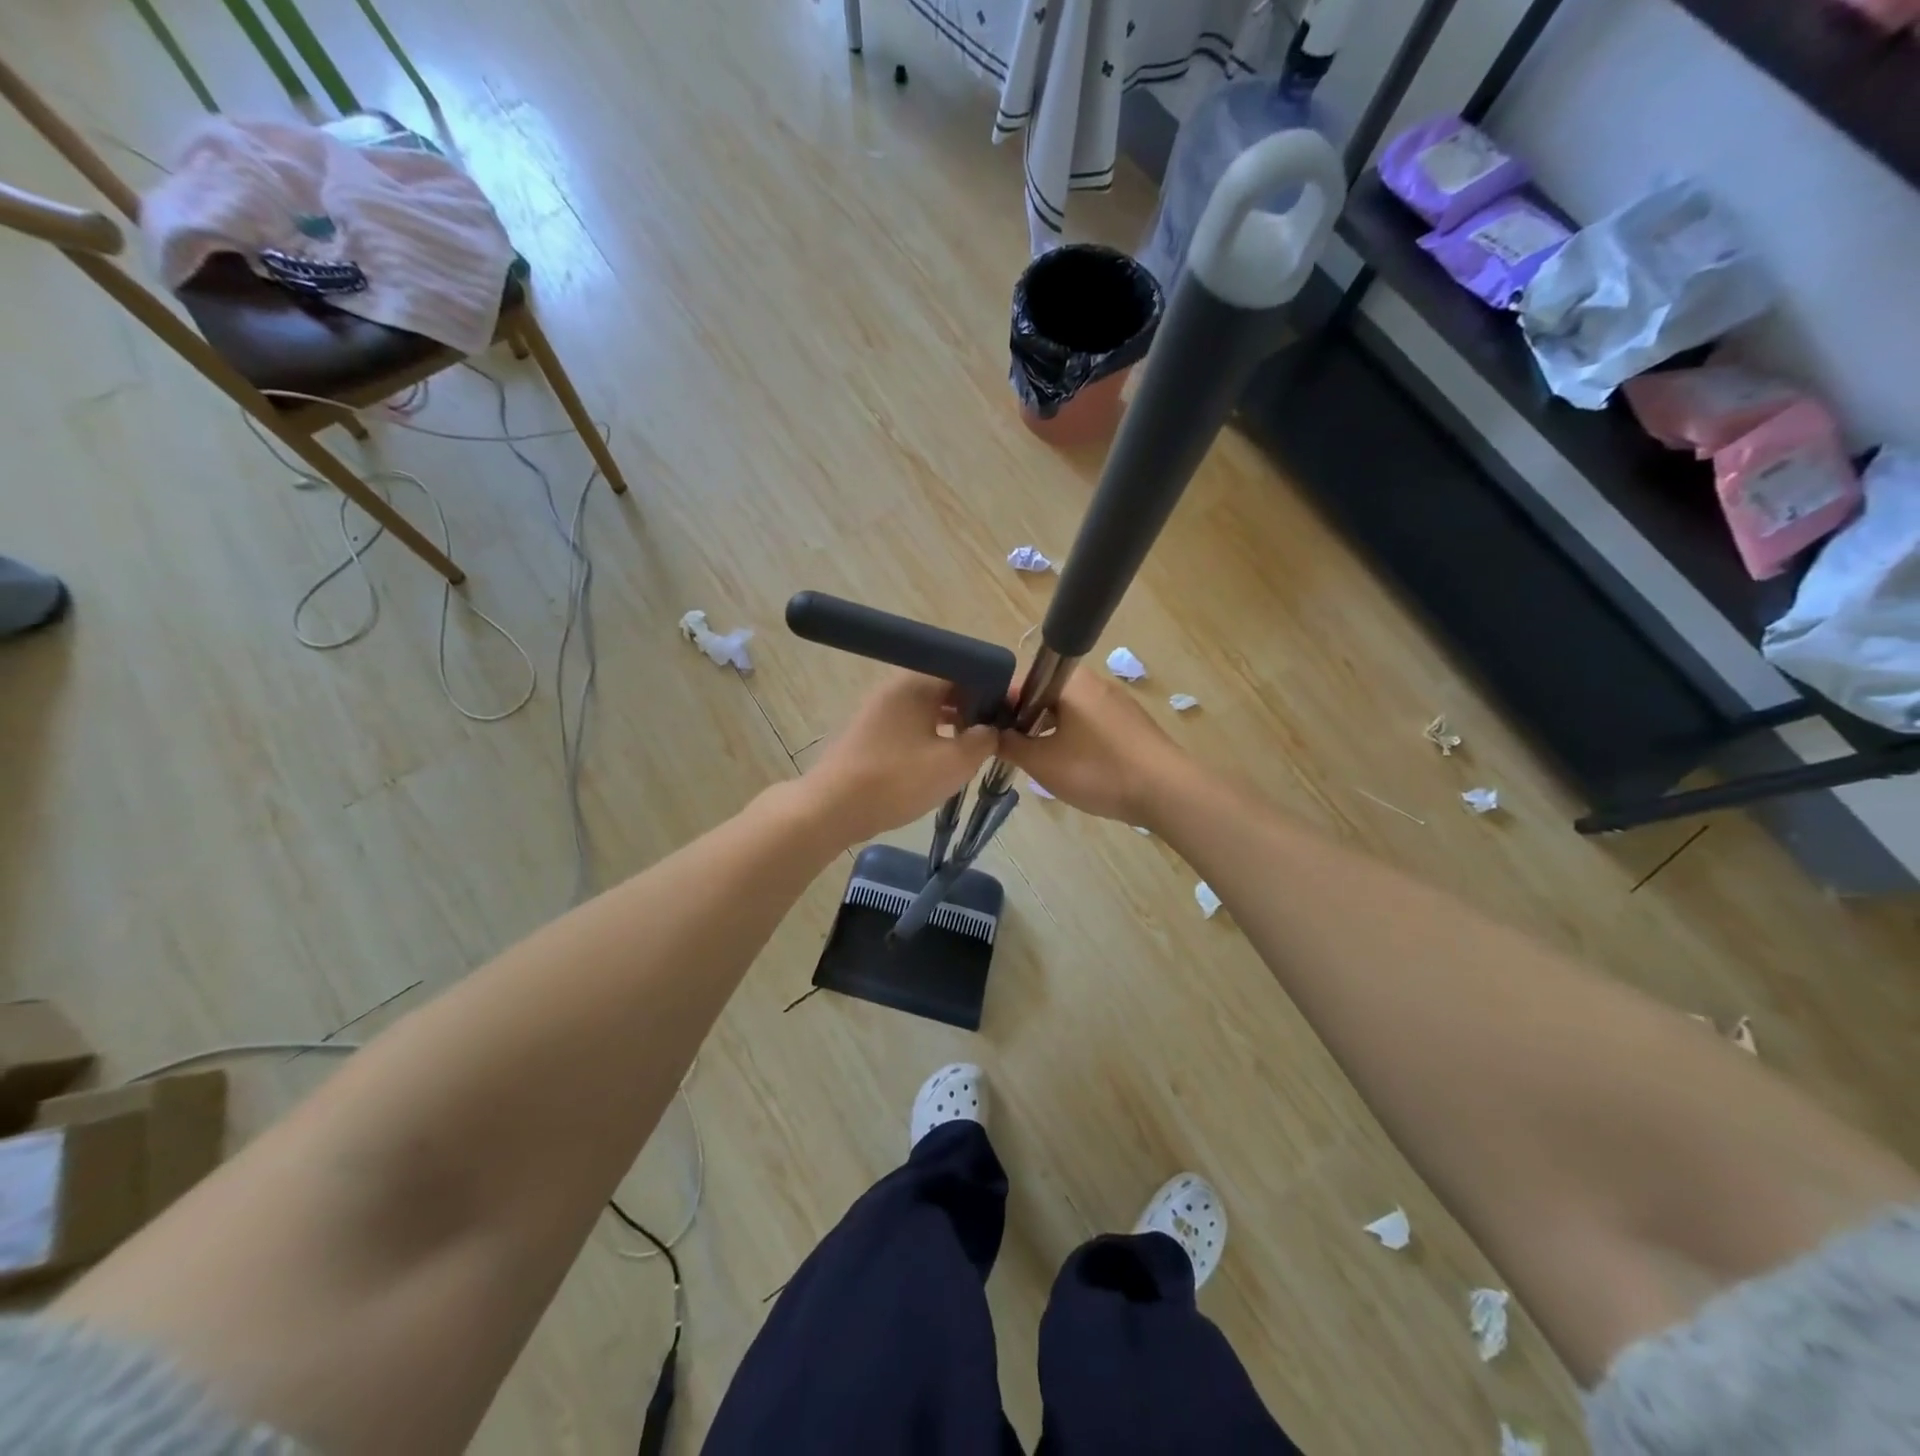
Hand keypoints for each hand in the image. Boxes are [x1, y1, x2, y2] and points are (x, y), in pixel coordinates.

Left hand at [803, 671, 998, 845]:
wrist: (833, 808)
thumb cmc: (898, 780)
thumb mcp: (954, 763)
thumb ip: (982, 740)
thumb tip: (991, 729)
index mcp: (918, 683)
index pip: (966, 671)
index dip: (993, 690)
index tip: (1011, 713)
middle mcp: (896, 687)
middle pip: (946, 688)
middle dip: (974, 709)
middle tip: (995, 736)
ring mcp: (880, 710)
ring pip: (929, 709)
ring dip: (953, 725)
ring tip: (973, 751)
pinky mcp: (870, 733)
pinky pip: (911, 726)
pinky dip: (932, 737)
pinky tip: (942, 761)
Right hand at [997, 670, 1185, 825]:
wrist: (1166, 791)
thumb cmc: (1099, 770)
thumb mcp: (1042, 762)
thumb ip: (1010, 745)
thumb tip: (991, 734)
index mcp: (1068, 680)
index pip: (1019, 681)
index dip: (998, 705)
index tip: (987, 731)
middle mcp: (1093, 680)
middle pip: (1044, 694)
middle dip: (1024, 720)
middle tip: (1011, 749)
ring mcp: (1115, 700)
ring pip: (1067, 709)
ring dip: (1048, 730)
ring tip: (1038, 760)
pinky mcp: (1130, 721)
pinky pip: (1089, 722)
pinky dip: (1073, 737)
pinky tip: (1074, 765)